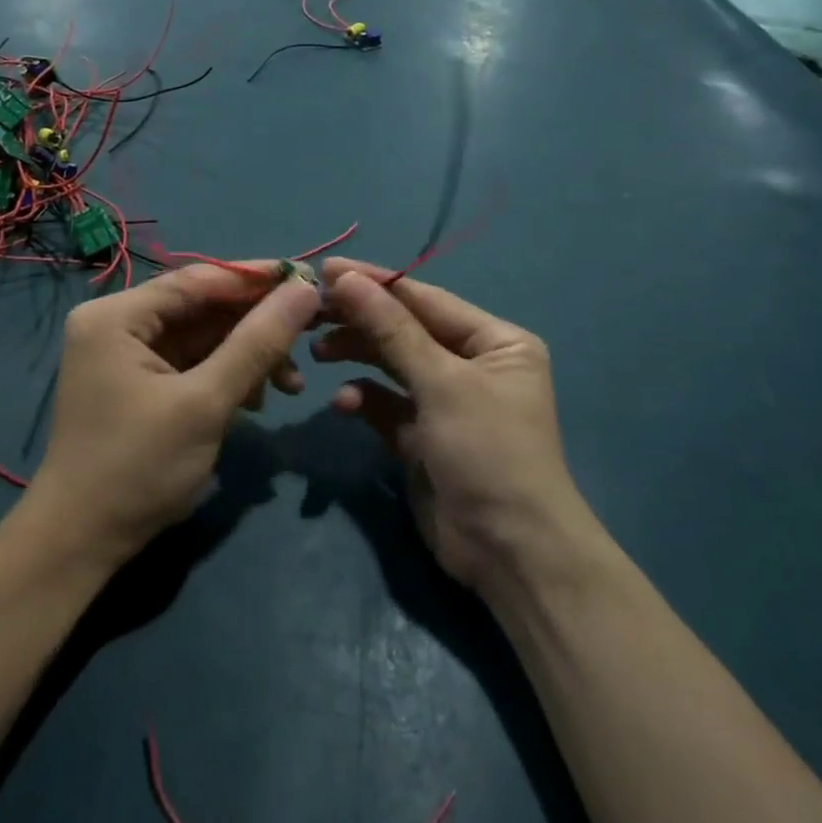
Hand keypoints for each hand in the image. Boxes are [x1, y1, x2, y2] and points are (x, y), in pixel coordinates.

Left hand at [28, 263, 321, 566]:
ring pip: (204, 338)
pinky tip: (256, 402)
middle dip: (256, 328)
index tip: (310, 281)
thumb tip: (304, 290)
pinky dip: (227, 376)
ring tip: (290, 387)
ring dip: (248, 357)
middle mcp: (118, 324)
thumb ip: (257, 342)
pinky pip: (194, 363)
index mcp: (118, 316)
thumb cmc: (138, 467)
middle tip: (311, 338)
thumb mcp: (205, 403)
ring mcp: (127, 355)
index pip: (199, 279)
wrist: (81, 544)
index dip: (257, 279)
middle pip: (203, 308)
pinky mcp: (139, 384)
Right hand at [314, 259, 585, 593]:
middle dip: (362, 323)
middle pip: (406, 331)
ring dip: (358, 358)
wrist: (509, 552)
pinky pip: (387, 406)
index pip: (426, 300)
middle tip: (312, 314)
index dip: (377, 284)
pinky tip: (344, 404)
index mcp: (495, 341)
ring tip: (317, 354)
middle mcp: (473, 365)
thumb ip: (391, 330)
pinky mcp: (423, 438)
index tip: (328, 270)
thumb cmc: (488, 451)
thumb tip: (348, 278)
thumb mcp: (442, 383)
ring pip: (392, 367)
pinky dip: (365, 400)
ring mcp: (447, 402)